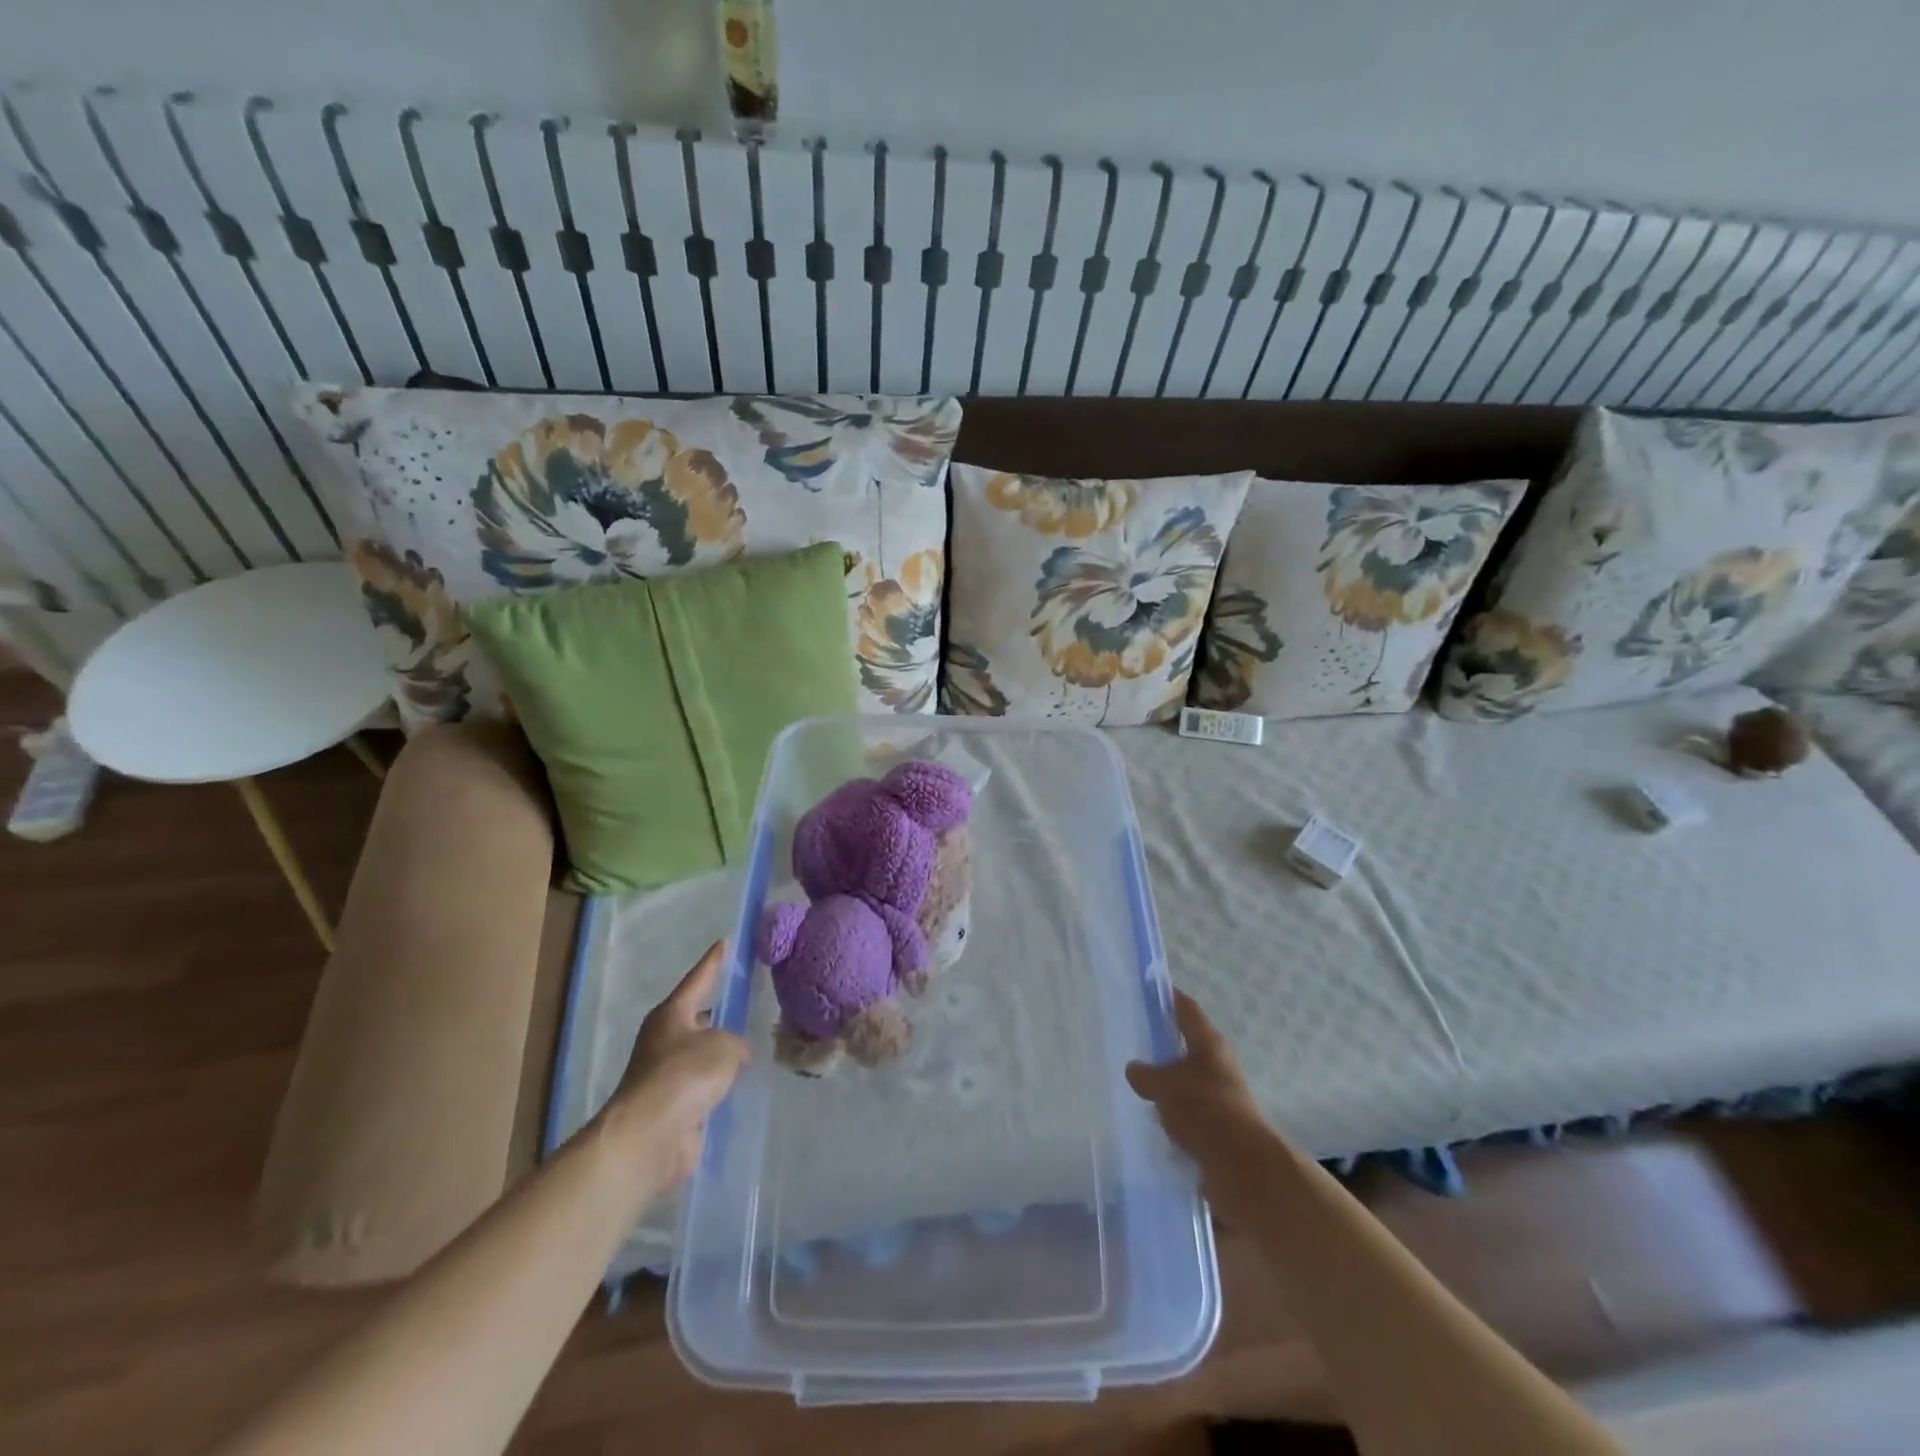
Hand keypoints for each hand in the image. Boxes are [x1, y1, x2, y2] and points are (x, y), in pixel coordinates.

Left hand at [607, 942, 750, 1189]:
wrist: (649, 1137)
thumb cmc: (685, 1075)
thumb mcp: (724, 1046)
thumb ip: (736, 1044)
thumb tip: (733, 1057)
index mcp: (672, 1014)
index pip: (698, 979)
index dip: (713, 961)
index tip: (724, 942)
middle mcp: (665, 1040)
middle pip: (697, 1018)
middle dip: (718, 1014)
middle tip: (745, 1005)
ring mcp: (666, 1075)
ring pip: (701, 1055)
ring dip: (720, 1054)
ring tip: (751, 1049)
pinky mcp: (673, 1107)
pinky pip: (703, 1087)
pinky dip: (718, 1086)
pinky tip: (739, 1086)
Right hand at [1126, 990, 1275, 1209]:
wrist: (1242, 1168)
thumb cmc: (1204, 1110)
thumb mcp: (1165, 1086)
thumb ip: (1146, 1074)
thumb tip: (1134, 1069)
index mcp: (1210, 1044)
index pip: (1186, 1009)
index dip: (1168, 998)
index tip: (1147, 990)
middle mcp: (1218, 1065)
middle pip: (1187, 1044)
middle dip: (1162, 1042)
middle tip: (1131, 1039)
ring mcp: (1220, 1096)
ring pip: (1187, 1079)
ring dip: (1167, 1081)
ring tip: (1135, 1082)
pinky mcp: (1218, 1126)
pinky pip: (1189, 1109)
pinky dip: (1172, 1110)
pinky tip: (1150, 1115)